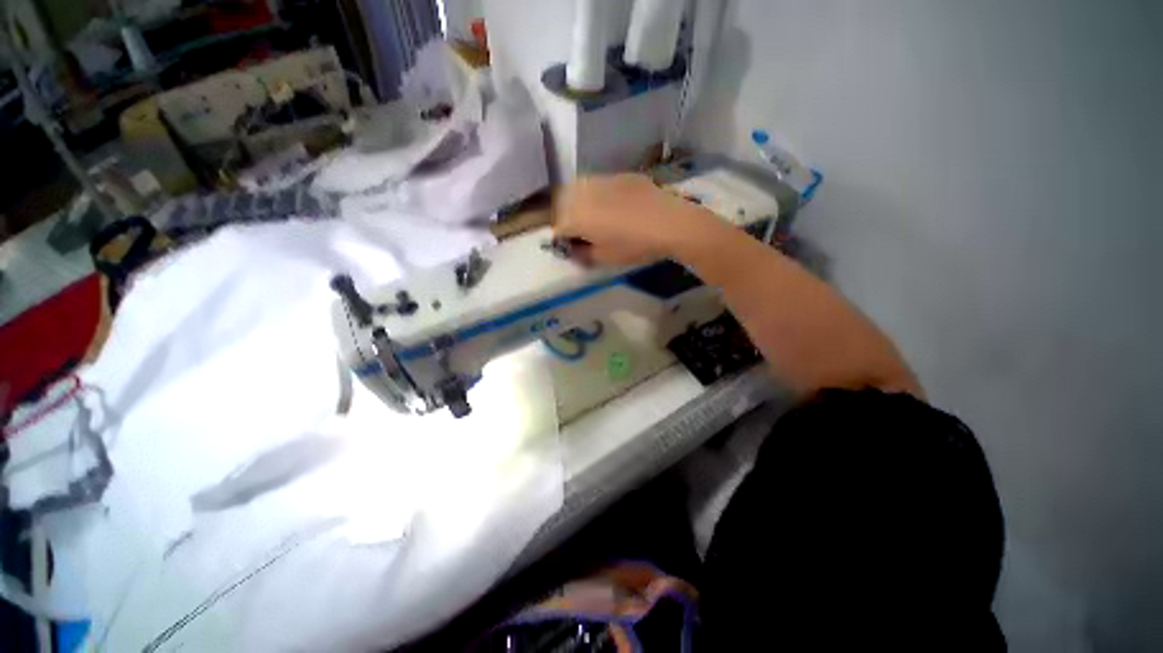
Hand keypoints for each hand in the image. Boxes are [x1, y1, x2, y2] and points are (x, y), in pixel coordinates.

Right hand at [552, 174, 713, 265]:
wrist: (670, 223)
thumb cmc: (634, 245)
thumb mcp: (604, 258)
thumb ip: (582, 254)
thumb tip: (572, 250)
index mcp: (576, 216)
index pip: (557, 226)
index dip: (562, 238)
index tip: (571, 246)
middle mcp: (583, 193)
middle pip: (563, 203)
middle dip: (566, 217)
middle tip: (580, 231)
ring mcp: (602, 180)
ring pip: (580, 189)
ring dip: (580, 202)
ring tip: (595, 217)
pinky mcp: (620, 175)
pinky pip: (600, 184)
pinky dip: (600, 194)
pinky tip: (615, 205)